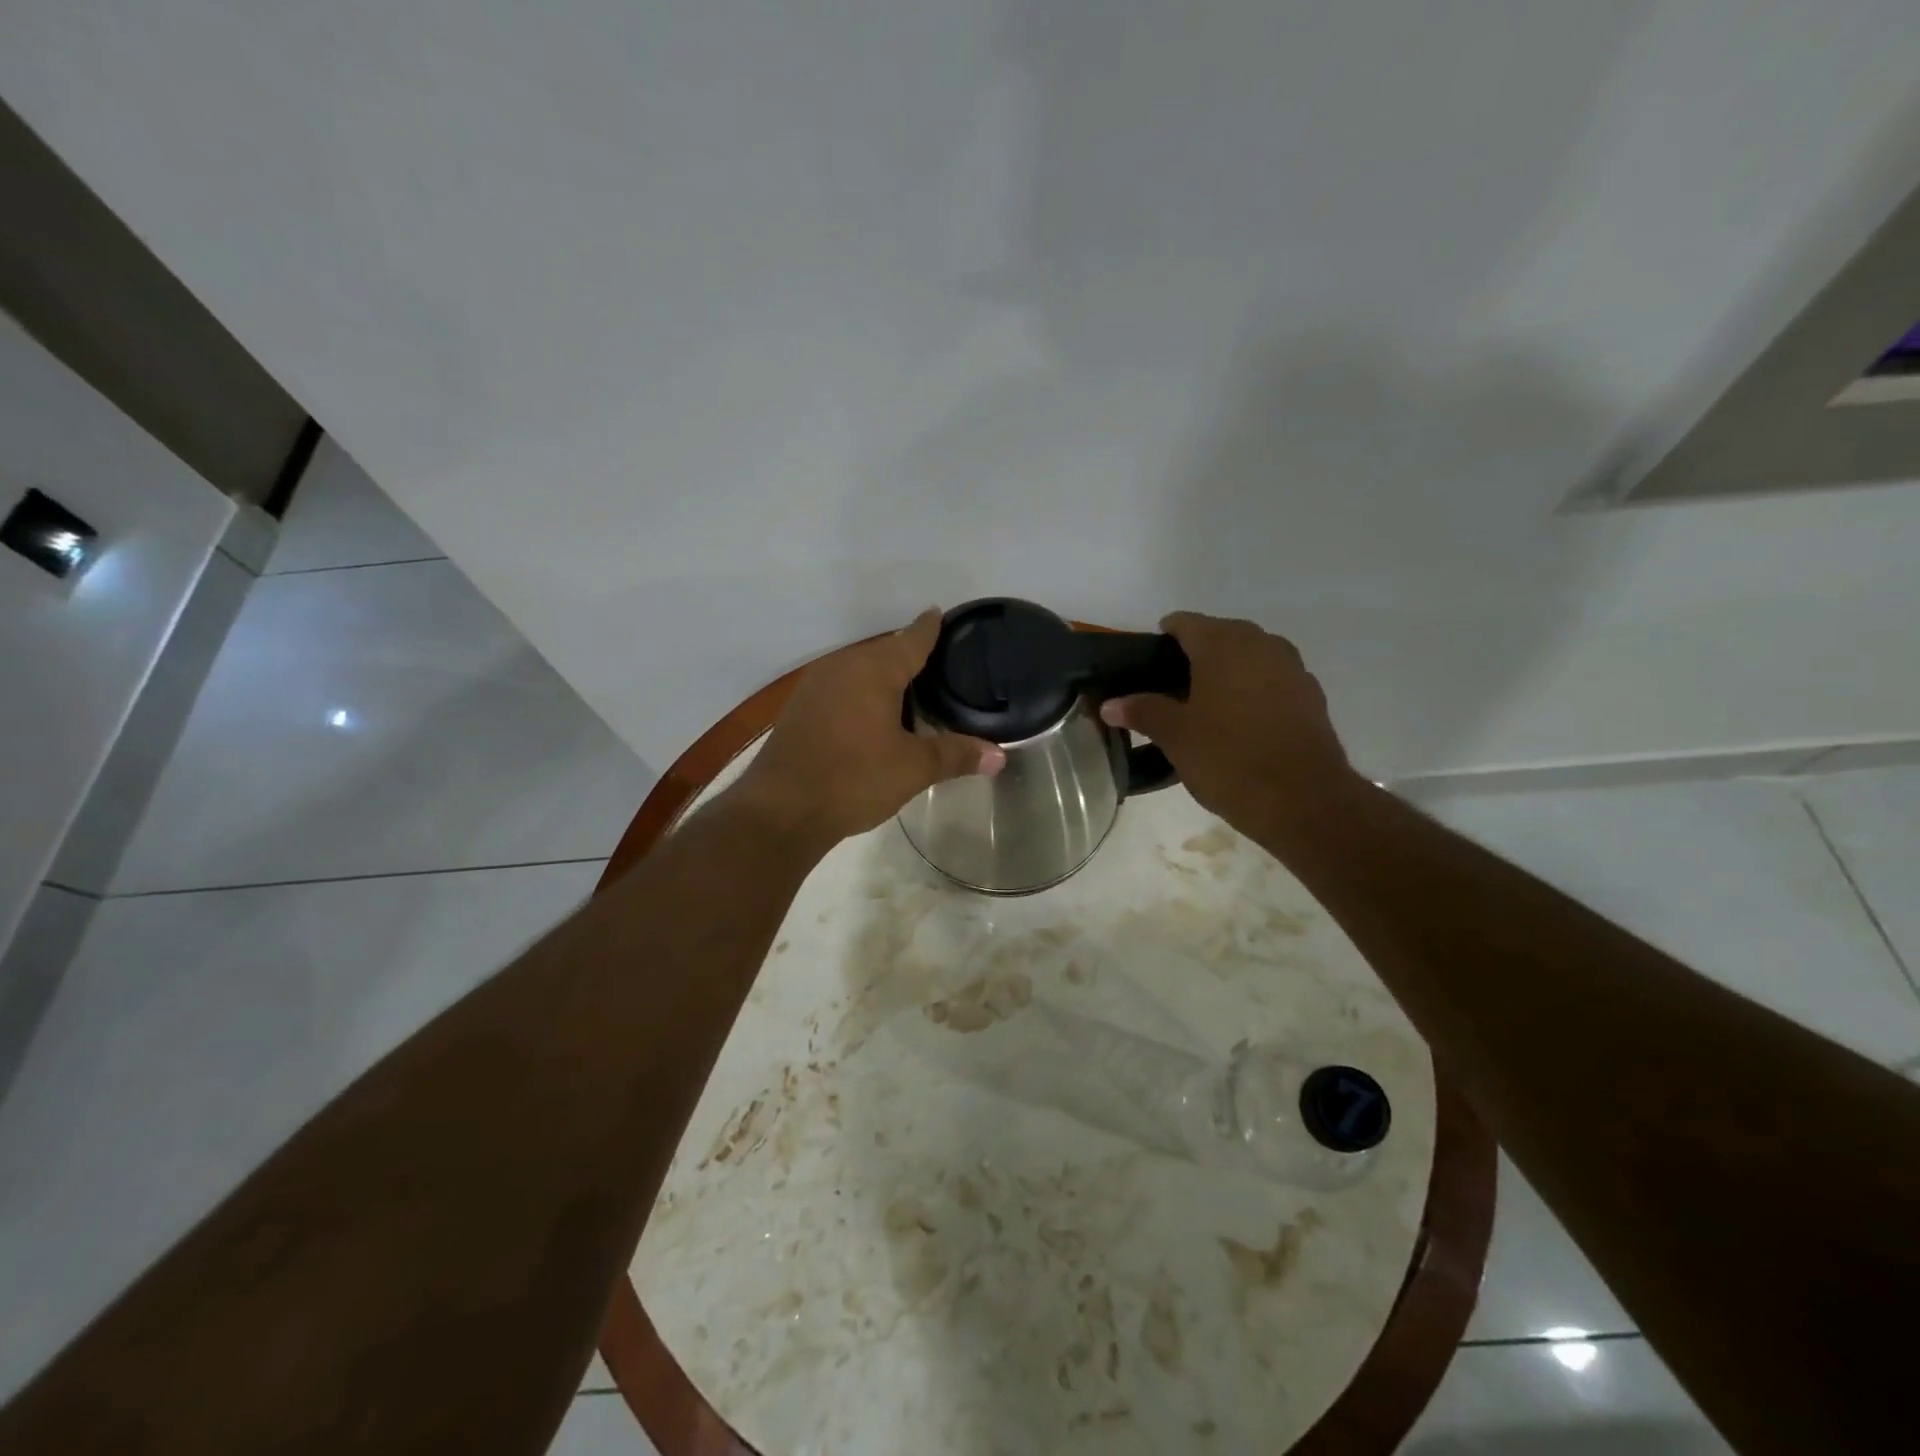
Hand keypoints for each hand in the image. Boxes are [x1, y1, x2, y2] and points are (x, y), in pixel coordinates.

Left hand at [733, 609, 1004, 845]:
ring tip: (912, 694)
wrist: (781, 810)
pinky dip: (861, 695)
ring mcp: (816, 686)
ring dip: (883, 679)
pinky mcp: (800, 708)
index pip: (912, 638)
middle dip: (909, 657)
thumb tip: (1000, 756)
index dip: (931, 627)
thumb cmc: (854, 778)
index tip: (941, 615)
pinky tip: (872, 717)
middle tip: (940, 668)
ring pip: (859, 671)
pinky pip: (841, 689)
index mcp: (874, 669)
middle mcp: (843, 666)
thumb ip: (956, 756)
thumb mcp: (913, 768)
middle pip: (884, 652)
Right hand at [1100, 612, 1357, 834]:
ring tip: (1205, 705)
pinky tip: (1241, 722)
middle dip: (1196, 654)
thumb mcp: (1175, 737)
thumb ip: (1142, 712)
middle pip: (1221, 635)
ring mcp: (1292, 668)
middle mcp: (1261, 644)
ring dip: (1228, 671)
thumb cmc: (1229, 759)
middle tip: (1171, 688)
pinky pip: (1273, 680)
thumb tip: (1110, 704)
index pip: (1185, 622)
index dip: (1164, 637)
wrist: (1304, 800)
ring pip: (1251, 656)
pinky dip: (1254, 690)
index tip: (1148, 662)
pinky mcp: (1311, 696)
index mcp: (1223, 644)